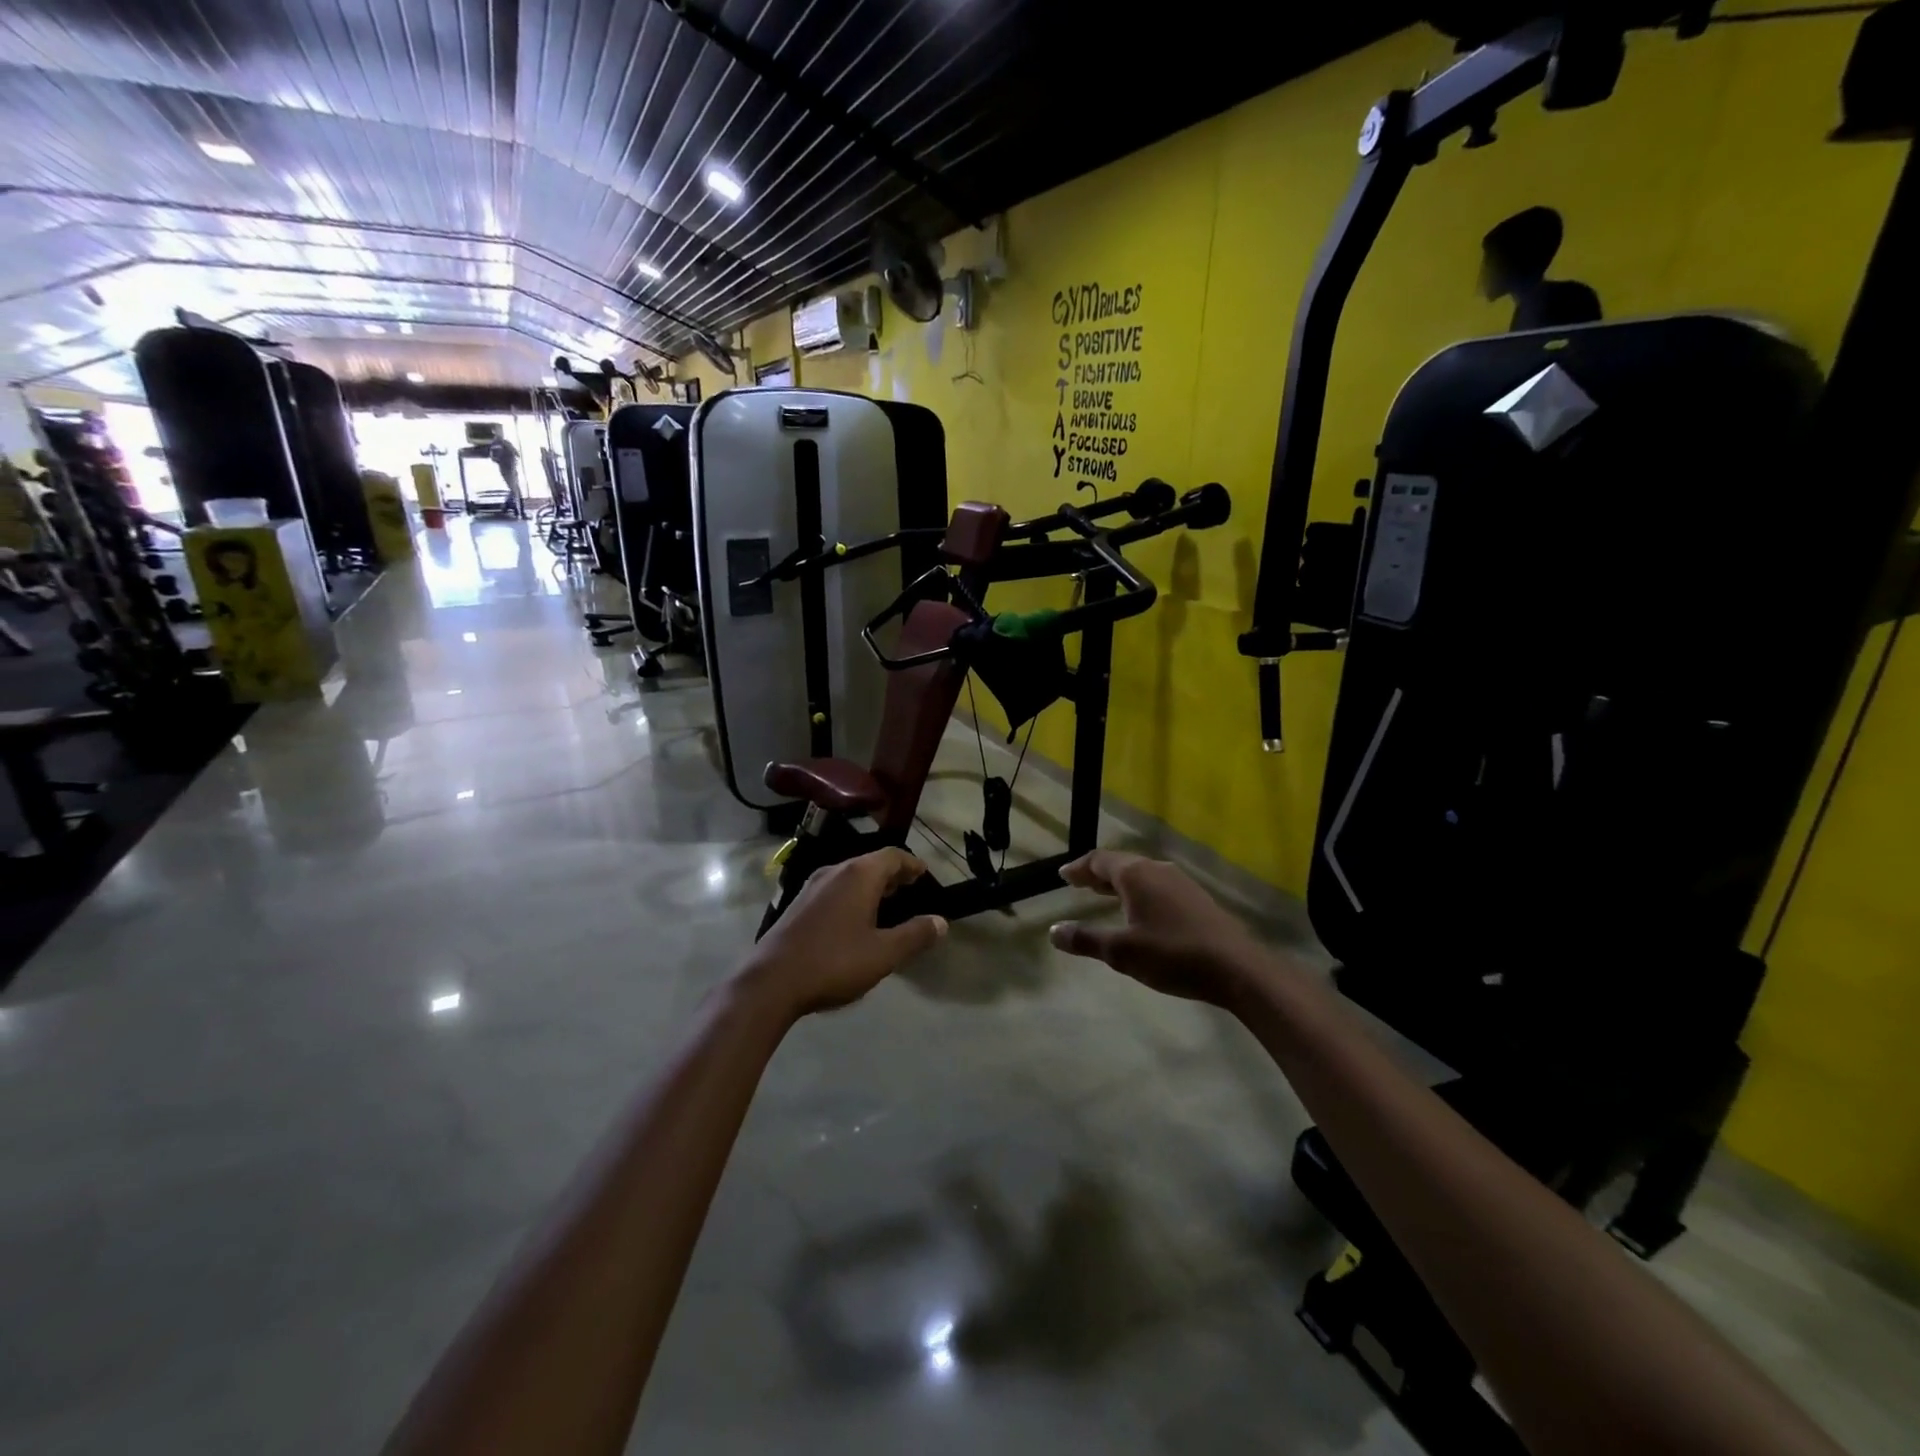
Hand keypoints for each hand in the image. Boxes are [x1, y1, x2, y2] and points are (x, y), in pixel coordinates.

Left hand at [740, 848, 947, 1018]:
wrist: (770, 982)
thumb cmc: (834, 962)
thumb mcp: (884, 954)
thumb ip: (915, 935)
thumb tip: (941, 922)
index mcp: (858, 875)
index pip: (892, 856)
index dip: (911, 864)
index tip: (924, 875)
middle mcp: (835, 872)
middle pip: (870, 863)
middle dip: (893, 874)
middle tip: (911, 889)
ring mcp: (812, 887)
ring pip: (850, 876)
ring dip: (871, 886)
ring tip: (887, 904)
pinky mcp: (797, 905)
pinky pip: (834, 890)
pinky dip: (852, 896)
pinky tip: (855, 921)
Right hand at [1048, 850, 1264, 1005]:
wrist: (1237, 968)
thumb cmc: (1173, 955)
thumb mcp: (1122, 952)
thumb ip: (1086, 939)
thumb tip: (1053, 931)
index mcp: (1136, 875)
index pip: (1099, 860)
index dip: (1079, 868)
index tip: (1063, 875)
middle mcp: (1158, 870)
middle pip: (1121, 864)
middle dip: (1097, 873)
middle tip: (1078, 883)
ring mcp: (1181, 883)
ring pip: (1141, 875)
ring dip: (1119, 882)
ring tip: (1104, 895)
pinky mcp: (1197, 899)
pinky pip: (1158, 886)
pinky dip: (1139, 892)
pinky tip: (1141, 911)